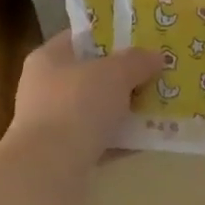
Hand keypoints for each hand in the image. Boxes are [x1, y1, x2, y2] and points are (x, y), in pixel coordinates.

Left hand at [7, 32, 159, 169]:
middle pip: (90, 76)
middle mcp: (45, 88)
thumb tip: (156, 56)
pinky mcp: (62, 155)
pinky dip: (120, 140)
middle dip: (124, 77)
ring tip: (159, 108)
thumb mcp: (114, 74)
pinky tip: (147, 140)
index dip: (110, 36)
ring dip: (125, 110)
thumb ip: (136, 61)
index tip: (141, 41)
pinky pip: (99, 141)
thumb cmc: (77, 106)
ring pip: (96, 110)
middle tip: (157, 75)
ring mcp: (52, 124)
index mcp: (49, 59)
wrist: (49, 168)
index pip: (80, 38)